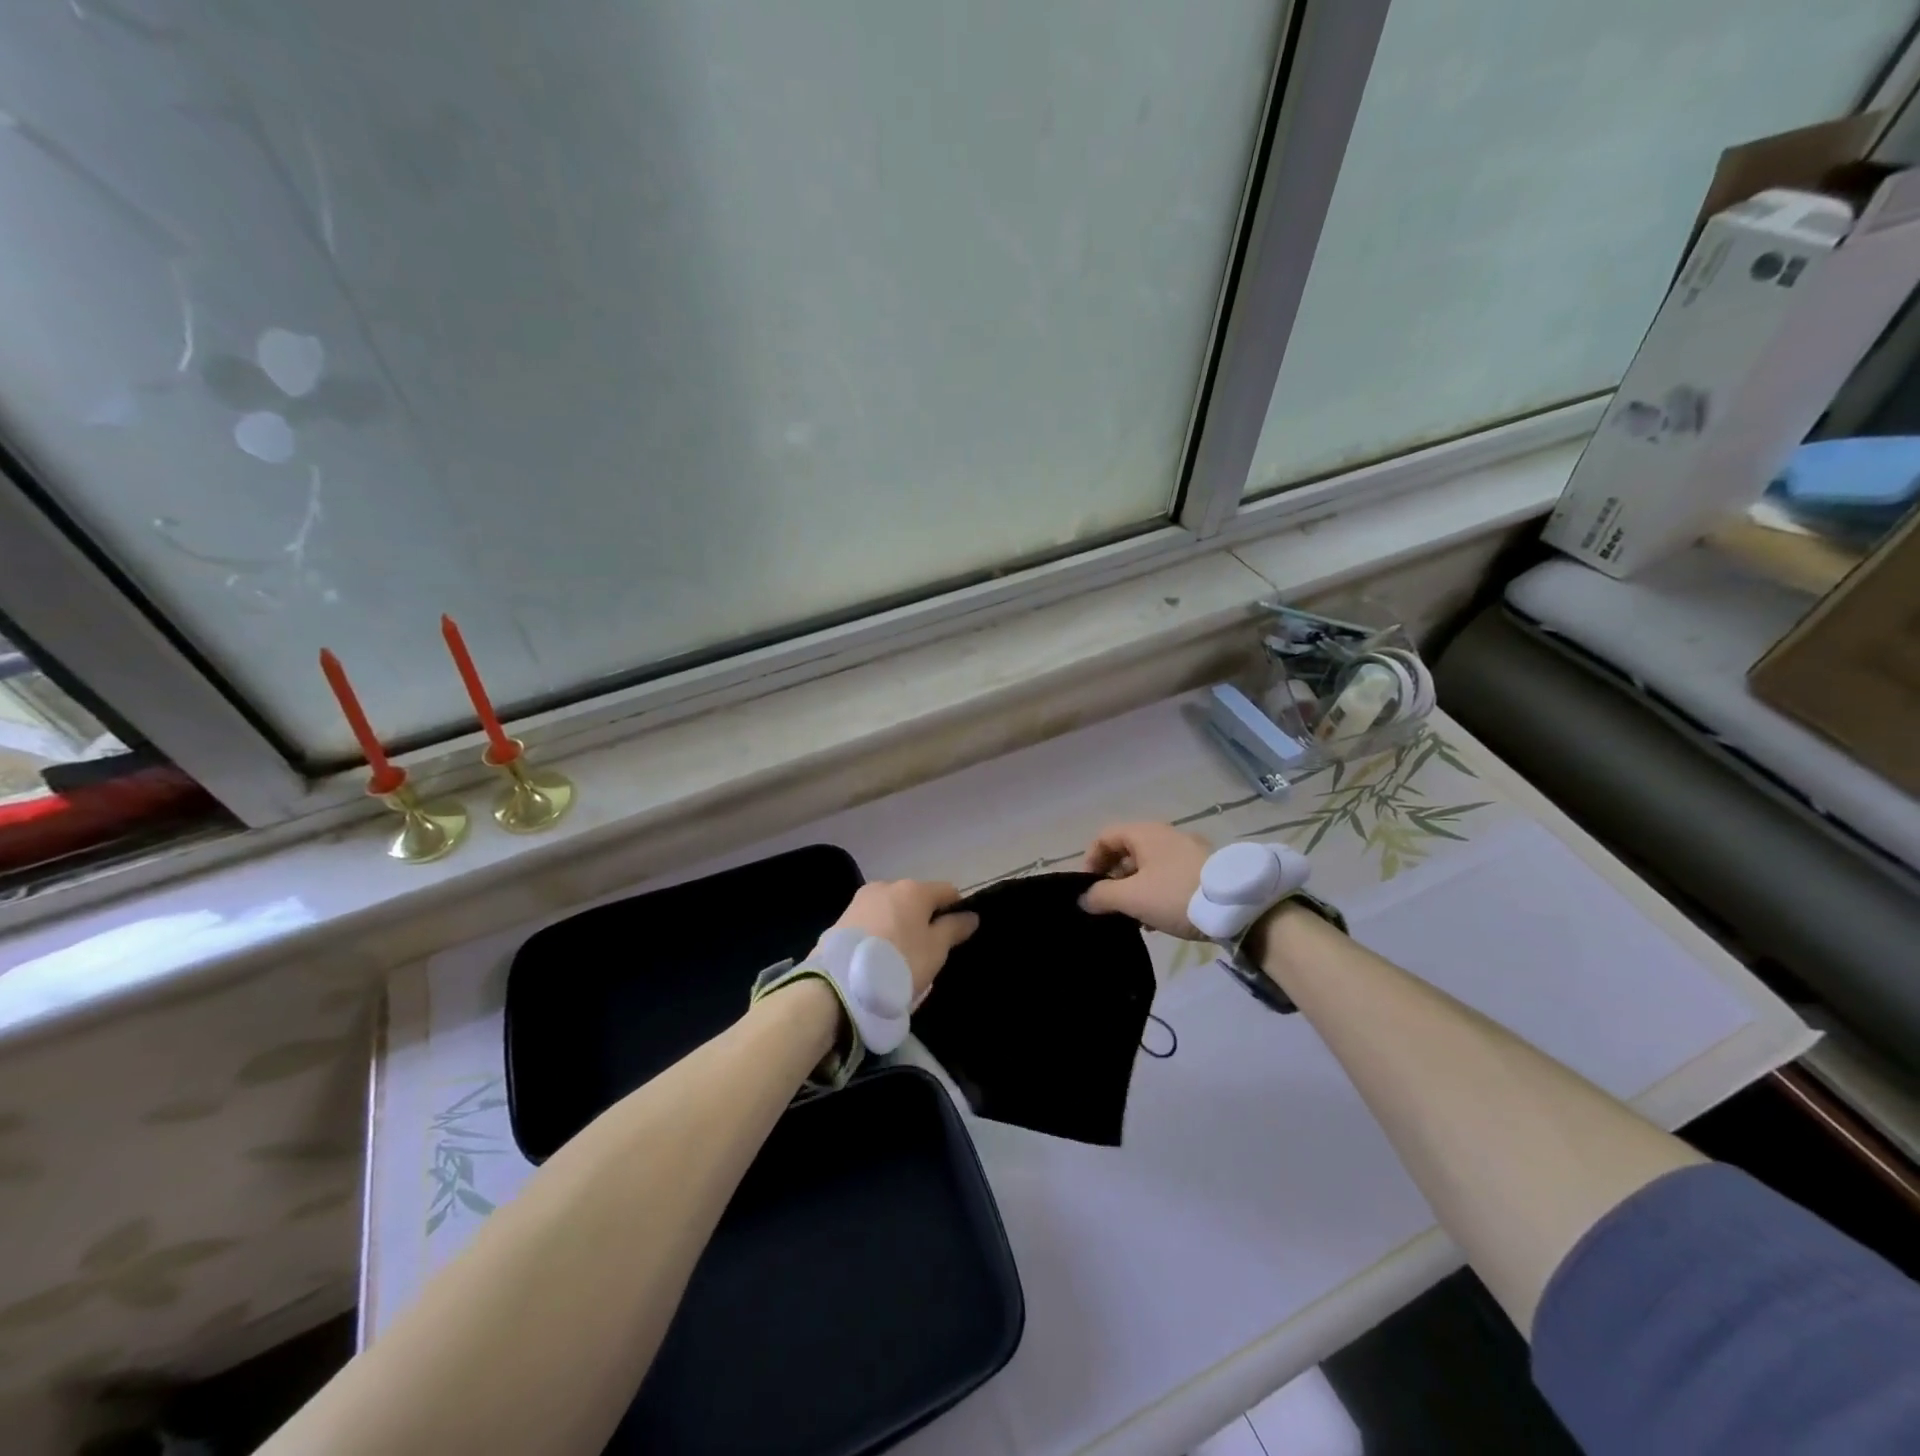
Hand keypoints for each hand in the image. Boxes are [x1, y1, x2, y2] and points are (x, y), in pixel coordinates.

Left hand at [827, 880, 978, 997]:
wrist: (840, 983)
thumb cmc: (900, 962)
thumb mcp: (936, 950)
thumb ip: (954, 929)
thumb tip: (971, 915)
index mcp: (914, 889)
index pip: (947, 891)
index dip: (956, 910)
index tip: (956, 936)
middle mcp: (887, 885)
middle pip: (916, 899)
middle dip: (924, 919)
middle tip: (926, 951)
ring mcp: (861, 900)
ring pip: (892, 909)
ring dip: (900, 925)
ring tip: (898, 957)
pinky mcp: (842, 918)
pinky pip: (871, 921)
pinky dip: (879, 933)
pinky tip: (877, 957)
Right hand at [1081, 822, 1211, 939]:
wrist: (1238, 907)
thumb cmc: (1175, 894)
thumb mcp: (1132, 897)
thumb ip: (1101, 896)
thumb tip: (1083, 899)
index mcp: (1145, 833)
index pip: (1105, 837)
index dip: (1090, 860)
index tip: (1088, 888)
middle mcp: (1165, 835)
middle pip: (1126, 852)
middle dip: (1112, 879)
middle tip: (1108, 906)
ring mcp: (1187, 851)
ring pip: (1148, 868)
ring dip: (1134, 890)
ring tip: (1132, 918)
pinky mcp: (1203, 870)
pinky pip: (1168, 878)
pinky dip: (1155, 894)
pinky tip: (1156, 921)